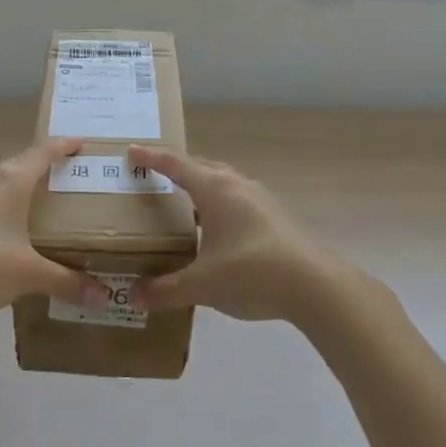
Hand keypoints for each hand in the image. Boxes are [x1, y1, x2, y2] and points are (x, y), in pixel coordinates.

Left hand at [0, 138, 110, 318]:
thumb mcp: (29, 274)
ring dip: (22, 184)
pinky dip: (7, 206)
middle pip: (22, 162)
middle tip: (68, 174)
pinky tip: (13, 229)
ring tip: (43, 199)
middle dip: (45, 164)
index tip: (83, 143)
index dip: (64, 145)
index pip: (44, 152)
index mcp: (12, 182)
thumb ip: (66, 282)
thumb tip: (102, 296)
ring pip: (3, 181)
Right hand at [128, 147, 338, 322]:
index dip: (151, 158)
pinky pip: (236, 200)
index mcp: (214, 189)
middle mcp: (236, 185)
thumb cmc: (252, 272)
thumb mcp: (202, 285)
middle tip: (153, 178)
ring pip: (222, 182)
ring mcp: (259, 199)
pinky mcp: (274, 217)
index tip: (130, 151)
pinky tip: (215, 232)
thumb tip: (134, 296)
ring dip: (200, 187)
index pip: (175, 165)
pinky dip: (217, 205)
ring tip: (182, 205)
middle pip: (200, 167)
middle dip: (175, 169)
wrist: (314, 285)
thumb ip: (166, 290)